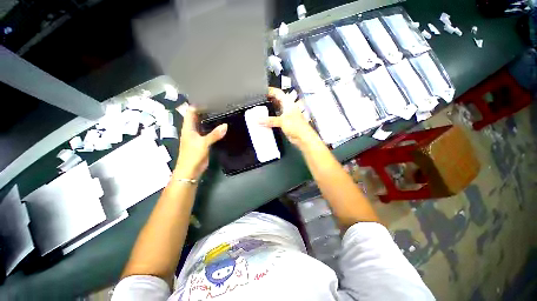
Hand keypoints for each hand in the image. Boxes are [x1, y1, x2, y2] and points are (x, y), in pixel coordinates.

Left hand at [175, 107, 226, 178]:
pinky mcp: (203, 142)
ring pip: (203, 124)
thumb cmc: (193, 155)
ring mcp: (197, 136)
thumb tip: (226, 125)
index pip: (191, 111)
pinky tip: (221, 127)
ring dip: (209, 119)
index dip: (198, 105)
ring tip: (221, 114)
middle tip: (218, 106)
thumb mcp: (203, 143)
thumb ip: (214, 134)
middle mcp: (192, 130)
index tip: (210, 101)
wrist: (190, 170)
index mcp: (188, 127)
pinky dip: (213, 128)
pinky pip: (208, 132)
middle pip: (197, 117)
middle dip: (205, 111)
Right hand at [260, 87, 319, 147]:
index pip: (278, 92)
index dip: (270, 90)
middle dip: (268, 100)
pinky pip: (276, 118)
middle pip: (276, 100)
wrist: (302, 137)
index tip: (262, 91)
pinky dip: (270, 118)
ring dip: (269, 109)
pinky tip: (265, 120)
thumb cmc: (297, 126)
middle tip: (259, 100)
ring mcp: (286, 115)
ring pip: (276, 109)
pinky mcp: (284, 122)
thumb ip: (270, 120)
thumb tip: (259, 120)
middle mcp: (287, 107)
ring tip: (260, 109)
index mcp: (288, 103)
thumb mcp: (282, 121)